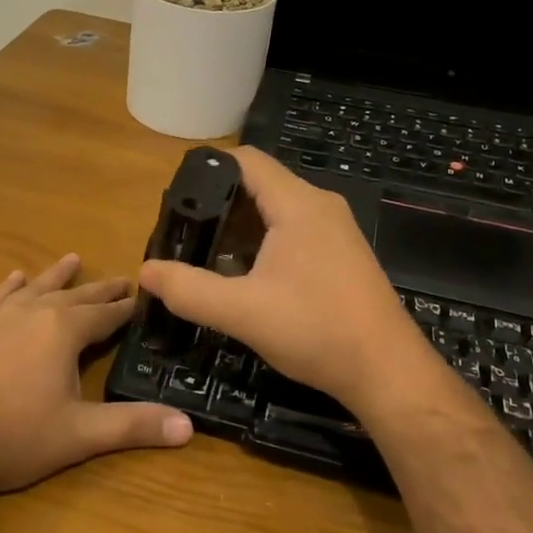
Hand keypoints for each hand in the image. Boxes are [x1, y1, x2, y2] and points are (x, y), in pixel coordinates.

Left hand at [0, 254, 193, 497]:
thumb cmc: (12, 437)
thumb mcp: (79, 435)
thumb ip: (133, 426)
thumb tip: (188, 426)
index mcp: (63, 331)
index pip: (105, 315)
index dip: (126, 309)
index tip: (144, 298)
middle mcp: (32, 313)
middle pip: (74, 296)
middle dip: (99, 289)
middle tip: (120, 279)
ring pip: (35, 288)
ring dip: (56, 276)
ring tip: (72, 259)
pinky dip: (10, 287)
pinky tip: (14, 279)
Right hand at [137, 146, 438, 415]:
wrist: (387, 372)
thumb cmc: (316, 331)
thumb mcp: (242, 312)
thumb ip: (189, 290)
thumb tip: (145, 272)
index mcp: (298, 204)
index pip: (246, 160)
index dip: (207, 169)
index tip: (176, 198)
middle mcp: (320, 206)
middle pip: (259, 184)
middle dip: (218, 202)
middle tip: (183, 231)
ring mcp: (335, 231)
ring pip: (276, 210)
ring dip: (240, 226)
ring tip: (205, 253)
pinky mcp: (342, 255)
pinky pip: (293, 231)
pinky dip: (263, 242)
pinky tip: (245, 274)